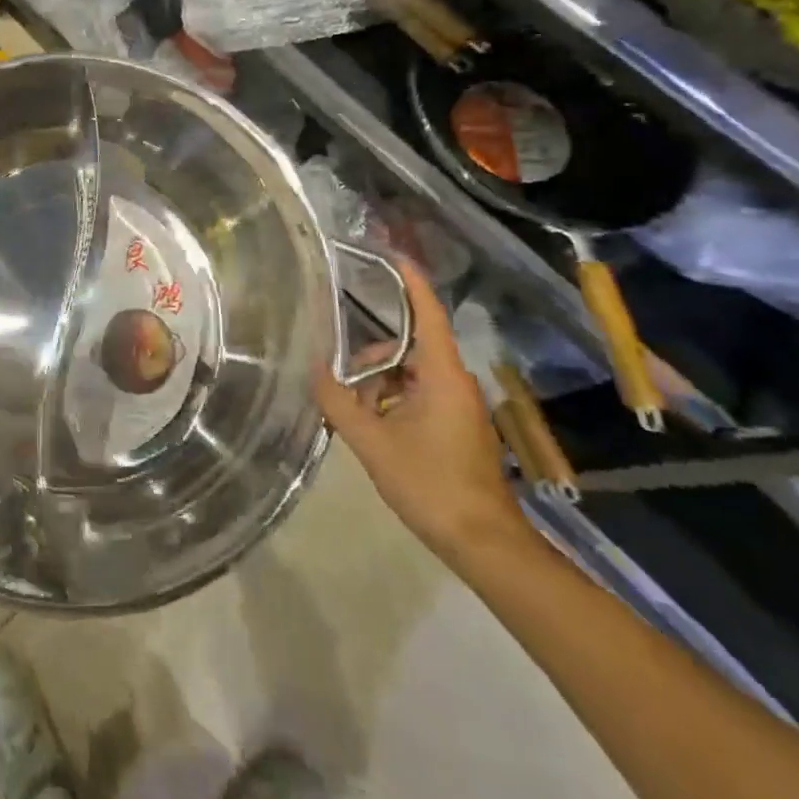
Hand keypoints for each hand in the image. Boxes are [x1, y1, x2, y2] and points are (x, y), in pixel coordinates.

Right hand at [313, 259, 526, 565]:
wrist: (484, 543)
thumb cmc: (431, 485)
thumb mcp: (372, 443)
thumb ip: (339, 402)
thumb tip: (315, 369)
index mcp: (442, 376)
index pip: (428, 314)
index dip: (411, 283)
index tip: (392, 255)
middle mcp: (455, 383)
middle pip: (410, 347)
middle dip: (372, 357)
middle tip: (341, 378)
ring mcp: (460, 407)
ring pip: (412, 375)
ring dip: (380, 385)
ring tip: (353, 413)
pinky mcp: (459, 428)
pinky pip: (420, 397)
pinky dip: (393, 402)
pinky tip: (372, 429)